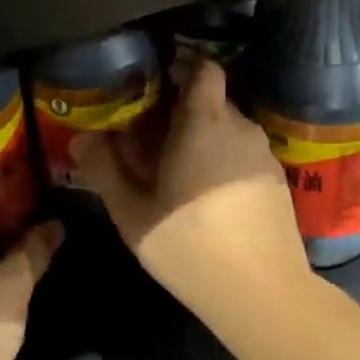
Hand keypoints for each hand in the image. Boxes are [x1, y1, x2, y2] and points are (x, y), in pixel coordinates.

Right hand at [72, 61, 307, 310]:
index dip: (181, 67)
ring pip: (227, 131)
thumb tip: (82, 138)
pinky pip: (242, 155)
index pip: (202, 68)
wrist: (262, 293)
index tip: (155, 84)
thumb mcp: (133, 212)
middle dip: (181, 112)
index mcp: (205, 123)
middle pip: (211, 101)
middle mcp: (240, 128)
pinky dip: (222, 162)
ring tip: (174, 171)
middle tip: (149, 138)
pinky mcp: (277, 183)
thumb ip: (105, 170)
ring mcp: (264, 156)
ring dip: (202, 140)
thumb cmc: (189, 245)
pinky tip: (206, 198)